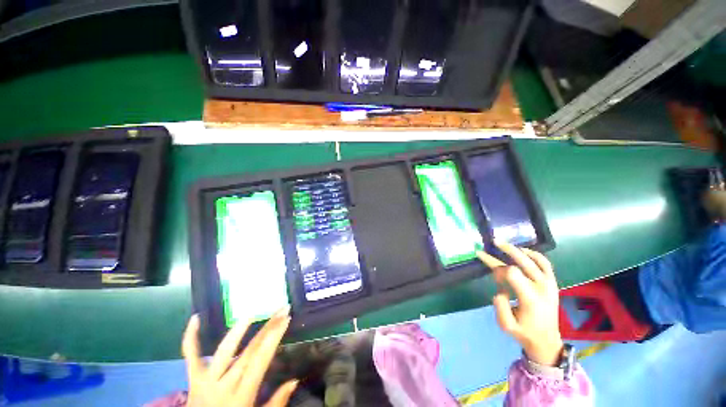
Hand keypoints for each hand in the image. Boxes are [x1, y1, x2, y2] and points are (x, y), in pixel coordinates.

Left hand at [182, 307, 297, 406]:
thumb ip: (276, 403)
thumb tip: (295, 380)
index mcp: (241, 396)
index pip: (261, 360)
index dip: (274, 337)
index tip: (286, 319)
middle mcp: (224, 385)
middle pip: (249, 351)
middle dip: (267, 328)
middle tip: (281, 310)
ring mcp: (205, 381)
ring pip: (224, 350)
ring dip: (239, 330)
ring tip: (252, 313)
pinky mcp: (192, 380)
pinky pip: (191, 357)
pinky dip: (191, 337)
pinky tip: (195, 318)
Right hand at [477, 241, 563, 366]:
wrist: (546, 340)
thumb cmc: (524, 332)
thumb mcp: (506, 325)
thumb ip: (500, 306)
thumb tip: (500, 289)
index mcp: (530, 298)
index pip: (512, 273)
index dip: (498, 270)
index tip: (493, 276)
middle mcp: (542, 288)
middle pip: (524, 262)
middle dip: (507, 250)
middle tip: (494, 241)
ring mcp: (550, 284)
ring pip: (536, 259)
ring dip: (519, 250)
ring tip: (505, 244)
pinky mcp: (553, 283)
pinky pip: (545, 263)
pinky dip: (534, 254)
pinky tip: (523, 251)